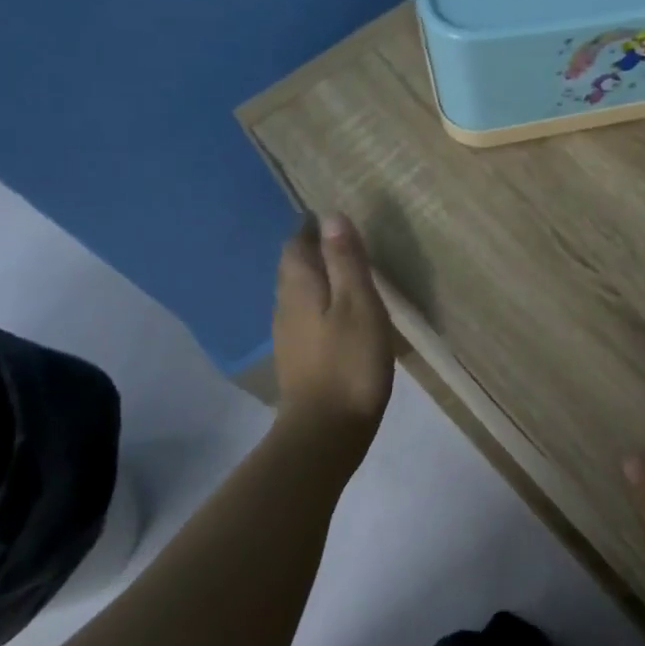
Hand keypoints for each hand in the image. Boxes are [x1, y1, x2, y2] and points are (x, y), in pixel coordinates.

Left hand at [273, 212, 393, 443]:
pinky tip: (337, 319)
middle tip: (339, 243)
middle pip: (292, 270)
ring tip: (343, 276)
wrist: (326, 428)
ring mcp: (288, 337)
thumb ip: (346, 262)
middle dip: (310, 252)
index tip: (328, 219)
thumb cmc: (350, 362)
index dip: (310, 230)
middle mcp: (285, 307)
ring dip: (315, 281)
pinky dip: (319, 308)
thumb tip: (331, 217)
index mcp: (300, 288)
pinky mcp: (298, 361)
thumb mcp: (359, 305)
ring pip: (297, 296)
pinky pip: (305, 320)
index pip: (296, 246)